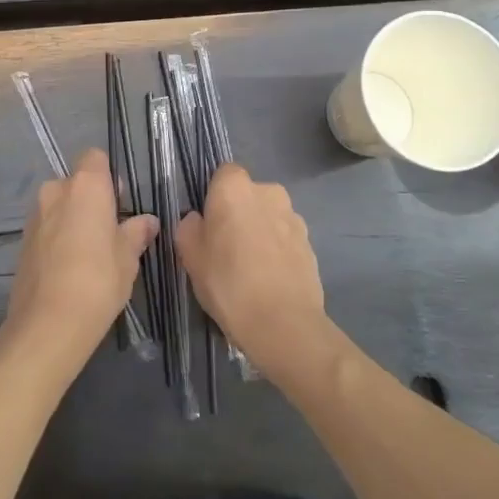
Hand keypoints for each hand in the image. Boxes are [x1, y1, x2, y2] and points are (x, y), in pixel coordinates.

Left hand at [5, 148, 156, 374]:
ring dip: (72, 218)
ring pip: (59, 204)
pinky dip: (57, 236)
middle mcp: (56, 190)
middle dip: (90, 199)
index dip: (108, 176)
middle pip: (76, 182)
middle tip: (107, 231)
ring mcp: (35, 214)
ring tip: (88, 253)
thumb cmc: (98, 280)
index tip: (119, 204)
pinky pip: (46, 226)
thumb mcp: (128, 258)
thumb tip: (148, 221)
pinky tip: (68, 266)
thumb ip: (136, 233)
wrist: (48, 323)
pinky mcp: (22, 240)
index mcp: (86, 185)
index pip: (95, 157)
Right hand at [176, 164, 332, 384]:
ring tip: (250, 270)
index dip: (213, 196)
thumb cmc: (228, 283)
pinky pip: (285, 239)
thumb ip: (188, 228)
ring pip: (268, 217)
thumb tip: (197, 220)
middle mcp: (268, 192)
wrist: (284, 324)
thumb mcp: (190, 256)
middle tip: (225, 249)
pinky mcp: (310, 244)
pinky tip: (269, 281)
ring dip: (260, 232)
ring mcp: (294, 217)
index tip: (207, 224)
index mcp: (235, 187)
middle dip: (239, 214)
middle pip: (248, 195)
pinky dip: (277, 252)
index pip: (222, 174)